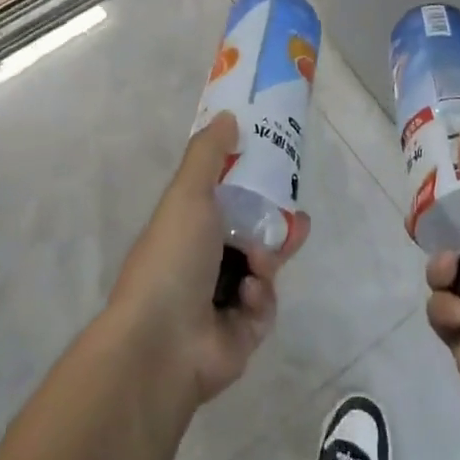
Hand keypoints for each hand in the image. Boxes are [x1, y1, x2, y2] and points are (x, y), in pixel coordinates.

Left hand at [108, 113, 309, 407]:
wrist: (162, 343)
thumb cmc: (173, 258)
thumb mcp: (188, 194)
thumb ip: (209, 154)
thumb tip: (228, 116)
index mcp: (186, 230)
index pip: (224, 202)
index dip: (250, 187)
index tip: (276, 173)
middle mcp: (202, 264)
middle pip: (251, 235)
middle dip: (275, 226)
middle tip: (297, 219)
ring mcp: (221, 301)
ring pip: (263, 269)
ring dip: (268, 260)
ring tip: (268, 259)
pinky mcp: (242, 334)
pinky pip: (265, 306)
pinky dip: (260, 297)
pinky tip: (248, 295)